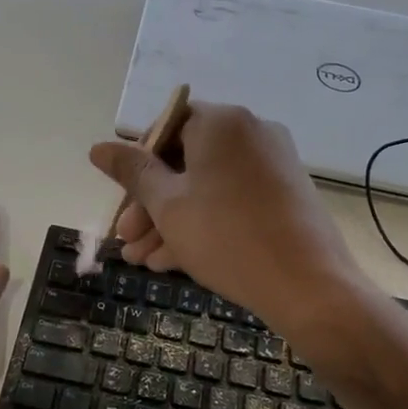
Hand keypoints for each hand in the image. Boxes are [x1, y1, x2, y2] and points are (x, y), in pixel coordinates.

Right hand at [90, 102, 362, 330]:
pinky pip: (232, 200)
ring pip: (207, 186)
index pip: (165, 126)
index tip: (123, 201)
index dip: (137, 164)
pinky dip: (204, 223)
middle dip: (150, 204)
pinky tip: (172, 262)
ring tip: (142, 261)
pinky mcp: (285, 195)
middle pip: (185, 161)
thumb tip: (98, 147)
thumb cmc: (227, 237)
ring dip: (170, 220)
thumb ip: (132, 172)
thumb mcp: (168, 206)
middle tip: (126, 241)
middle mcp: (250, 132)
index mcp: (221, 122)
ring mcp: (273, 164)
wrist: (309, 286)